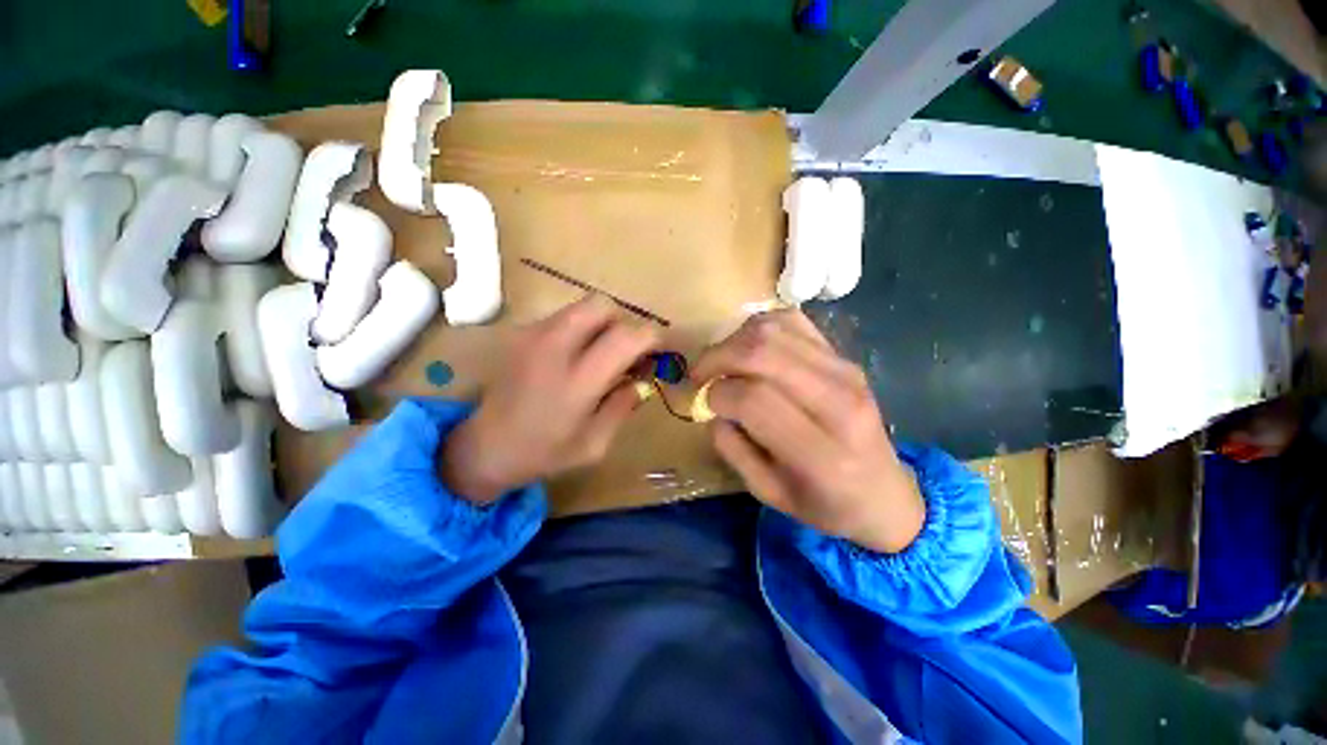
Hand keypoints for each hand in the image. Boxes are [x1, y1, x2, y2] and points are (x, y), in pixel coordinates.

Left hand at [441, 295, 659, 502]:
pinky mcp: (522, 333)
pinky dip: (581, 329)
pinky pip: (564, 317)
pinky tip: (576, 357)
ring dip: (602, 325)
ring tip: (602, 355)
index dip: (652, 337)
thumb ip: (623, 406)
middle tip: (626, 351)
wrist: (484, 447)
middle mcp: (554, 348)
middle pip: (602, 305)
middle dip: (623, 322)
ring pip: (582, 306)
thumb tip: (643, 379)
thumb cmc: (544, 453)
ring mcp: (533, 335)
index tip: (659, 350)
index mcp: (577, 381)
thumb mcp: (595, 444)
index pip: (626, 337)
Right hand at [692, 310, 923, 553]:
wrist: (884, 494)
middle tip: (699, 374)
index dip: (717, 394)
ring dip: (734, 340)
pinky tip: (748, 348)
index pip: (754, 399)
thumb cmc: (824, 503)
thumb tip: (714, 407)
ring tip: (722, 362)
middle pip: (762, 353)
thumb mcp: (768, 493)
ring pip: (774, 330)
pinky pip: (792, 321)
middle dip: (717, 357)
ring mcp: (845, 371)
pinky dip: (759, 327)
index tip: (705, 402)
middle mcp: (838, 401)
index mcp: (820, 452)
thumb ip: (732, 449)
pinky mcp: (844, 356)